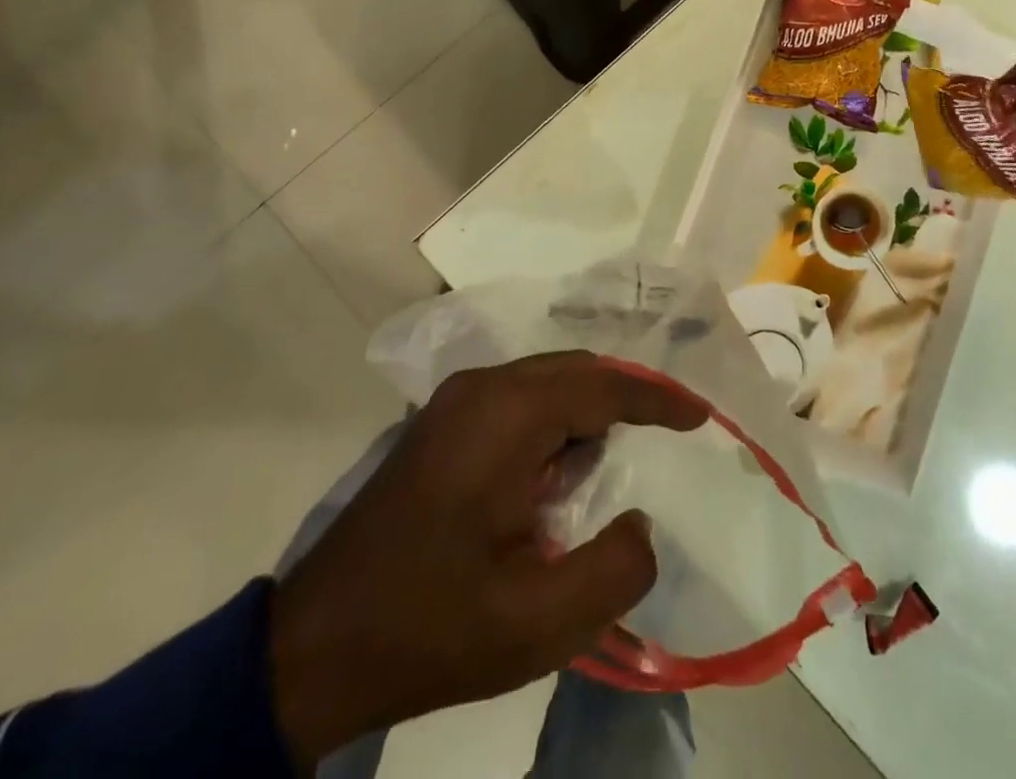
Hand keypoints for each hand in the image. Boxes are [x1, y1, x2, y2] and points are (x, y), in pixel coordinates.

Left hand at [267, 352, 706, 765]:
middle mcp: (482, 388)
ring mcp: (456, 401)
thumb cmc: (430, 627)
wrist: (315, 645)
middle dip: (626, 398)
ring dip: (588, 411)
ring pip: (547, 382)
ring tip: (618, 459)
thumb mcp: (536, 623)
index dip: (657, 399)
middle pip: (575, 371)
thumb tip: (642, 523)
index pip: (602, 386)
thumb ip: (613, 570)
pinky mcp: (442, 423)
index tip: (700, 418)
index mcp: (506, 415)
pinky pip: (519, 401)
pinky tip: (561, 471)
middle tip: (669, 432)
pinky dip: (555, 422)